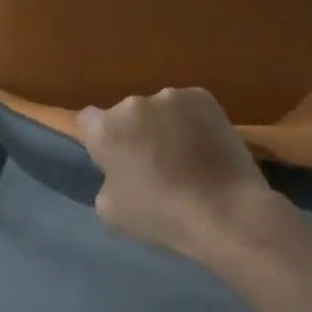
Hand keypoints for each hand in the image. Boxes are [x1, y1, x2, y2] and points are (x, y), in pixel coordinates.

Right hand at [77, 88, 280, 261]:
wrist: (225, 211)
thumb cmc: (160, 215)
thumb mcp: (110, 209)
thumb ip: (106, 179)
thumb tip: (119, 170)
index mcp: (105, 130)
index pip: (87, 120)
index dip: (98, 138)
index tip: (112, 158)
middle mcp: (133, 104)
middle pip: (125, 114)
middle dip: (133, 132)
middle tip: (150, 161)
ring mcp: (170, 97)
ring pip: (158, 110)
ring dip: (163, 125)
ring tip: (183, 155)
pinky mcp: (203, 98)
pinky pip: (187, 107)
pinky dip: (191, 122)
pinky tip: (204, 147)